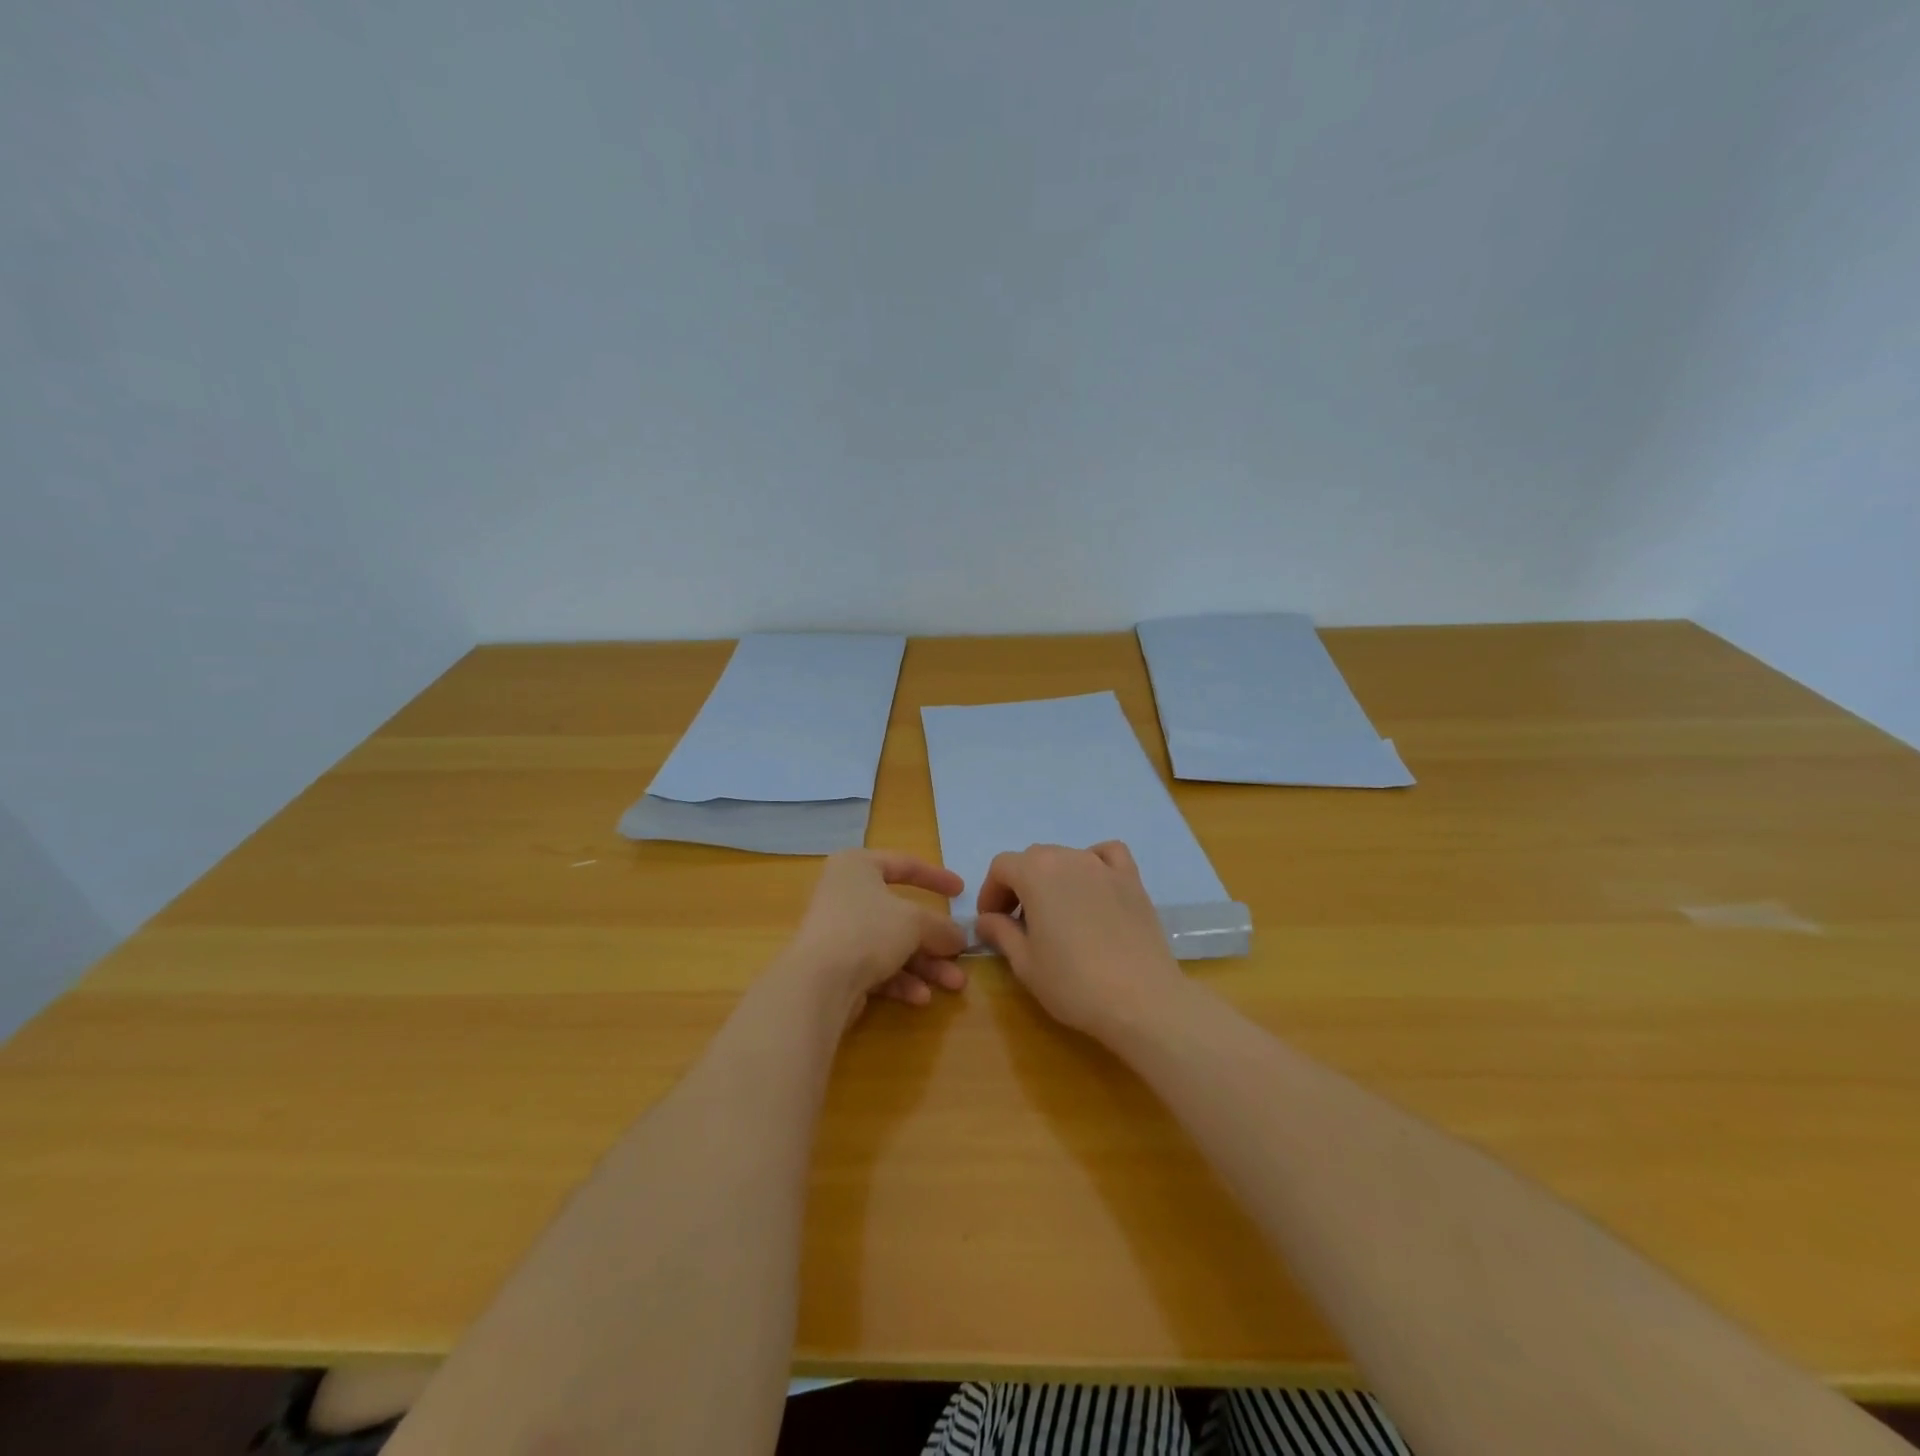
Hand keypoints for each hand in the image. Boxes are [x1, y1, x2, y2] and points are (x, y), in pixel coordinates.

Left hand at [787, 849, 969, 1020]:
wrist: (818, 983)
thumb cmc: (867, 930)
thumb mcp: (915, 922)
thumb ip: (941, 927)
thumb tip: (959, 937)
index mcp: (857, 867)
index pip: (904, 865)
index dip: (936, 877)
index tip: (961, 891)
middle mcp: (845, 895)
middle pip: (901, 915)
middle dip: (935, 939)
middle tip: (960, 955)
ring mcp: (839, 932)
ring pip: (892, 945)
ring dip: (925, 966)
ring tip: (954, 985)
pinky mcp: (836, 967)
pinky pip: (876, 968)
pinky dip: (901, 980)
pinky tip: (921, 998)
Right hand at [974, 841, 1185, 1039]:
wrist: (1141, 1000)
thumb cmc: (1073, 983)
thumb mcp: (1025, 963)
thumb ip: (1000, 932)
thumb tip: (986, 920)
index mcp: (1036, 873)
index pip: (1002, 867)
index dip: (991, 892)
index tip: (992, 922)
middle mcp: (1069, 858)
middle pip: (1033, 859)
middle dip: (1019, 886)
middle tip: (1019, 924)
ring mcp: (1104, 866)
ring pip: (1067, 857)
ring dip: (1052, 878)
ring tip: (1056, 914)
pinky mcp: (1132, 880)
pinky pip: (1107, 855)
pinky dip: (1094, 863)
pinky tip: (1093, 889)